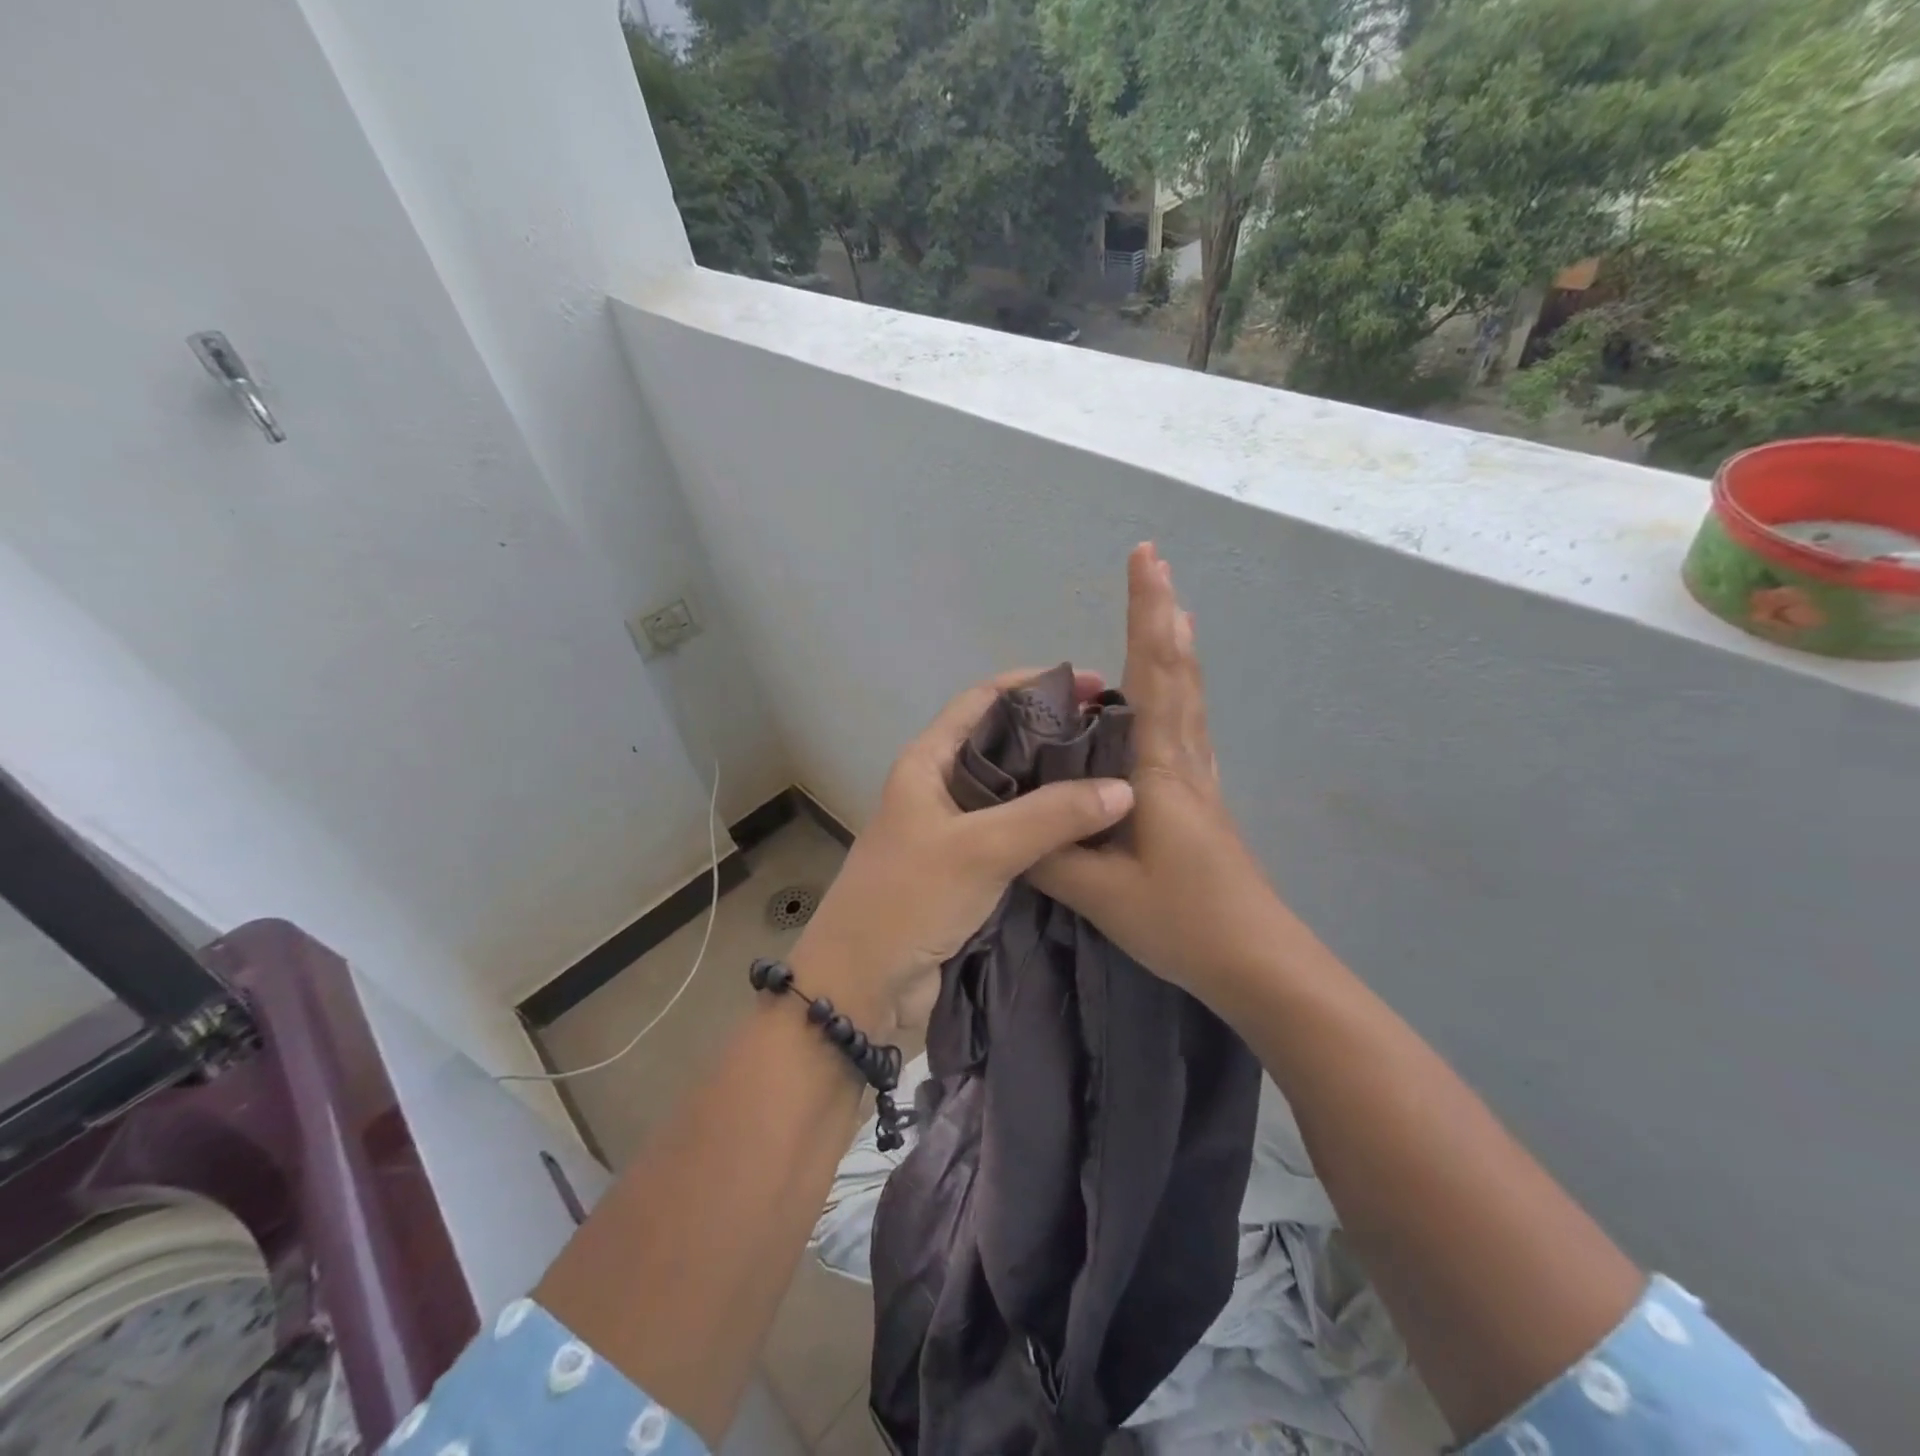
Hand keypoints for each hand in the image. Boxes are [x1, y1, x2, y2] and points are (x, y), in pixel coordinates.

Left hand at [792, 668, 1134, 1035]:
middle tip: (1115, 735)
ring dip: (1056, 782)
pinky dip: (1049, 826)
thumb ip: (1051, 815)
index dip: (1034, 684)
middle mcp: (940, 787)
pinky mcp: (967, 869)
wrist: (861, 987)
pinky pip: (1015, 834)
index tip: (1091, 684)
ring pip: (1013, 792)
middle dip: (1054, 733)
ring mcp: (953, 830)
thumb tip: (1125, 788)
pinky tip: (1090, 828)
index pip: (983, 700)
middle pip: (1003, 743)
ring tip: (1115, 775)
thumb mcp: (980, 848)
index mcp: (927, 761)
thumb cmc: (908, 900)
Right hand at [1030, 544, 1284, 1001]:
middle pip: (1177, 671)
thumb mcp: (1101, 892)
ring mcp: (1199, 780)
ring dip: (1174, 648)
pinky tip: (1170, 698)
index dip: (1145, 614)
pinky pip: (1187, 727)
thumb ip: (1049, 851)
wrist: (1259, 963)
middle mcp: (1184, 761)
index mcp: (1160, 769)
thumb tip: (1004, 820)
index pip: (1151, 675)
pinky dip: (1178, 691)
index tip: (1146, 558)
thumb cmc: (1184, 922)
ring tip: (1166, 612)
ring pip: (1188, 696)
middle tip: (1156, 563)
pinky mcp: (1202, 802)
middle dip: (1162, 612)